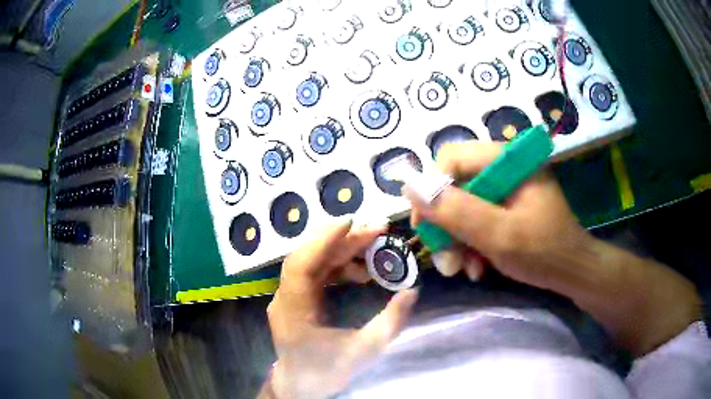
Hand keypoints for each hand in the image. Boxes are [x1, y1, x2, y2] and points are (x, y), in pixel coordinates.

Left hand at [266, 221, 418, 398]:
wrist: (302, 385)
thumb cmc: (328, 371)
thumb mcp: (364, 351)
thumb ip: (390, 322)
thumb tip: (412, 291)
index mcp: (293, 311)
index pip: (301, 265)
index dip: (324, 240)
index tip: (351, 222)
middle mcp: (285, 299)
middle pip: (310, 257)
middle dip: (344, 240)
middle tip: (378, 229)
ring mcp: (288, 297)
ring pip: (313, 262)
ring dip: (343, 251)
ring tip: (374, 247)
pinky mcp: (296, 299)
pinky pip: (316, 273)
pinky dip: (338, 266)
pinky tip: (361, 271)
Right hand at [406, 141, 591, 289]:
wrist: (573, 273)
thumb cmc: (544, 252)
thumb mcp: (500, 235)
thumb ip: (457, 211)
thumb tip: (410, 188)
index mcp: (509, 160)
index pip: (453, 159)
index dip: (432, 189)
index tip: (425, 226)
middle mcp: (504, 168)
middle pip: (455, 185)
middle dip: (446, 225)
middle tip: (446, 261)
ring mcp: (504, 189)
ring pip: (461, 206)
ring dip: (457, 240)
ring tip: (462, 270)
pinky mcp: (505, 207)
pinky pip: (475, 219)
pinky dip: (470, 244)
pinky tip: (477, 267)